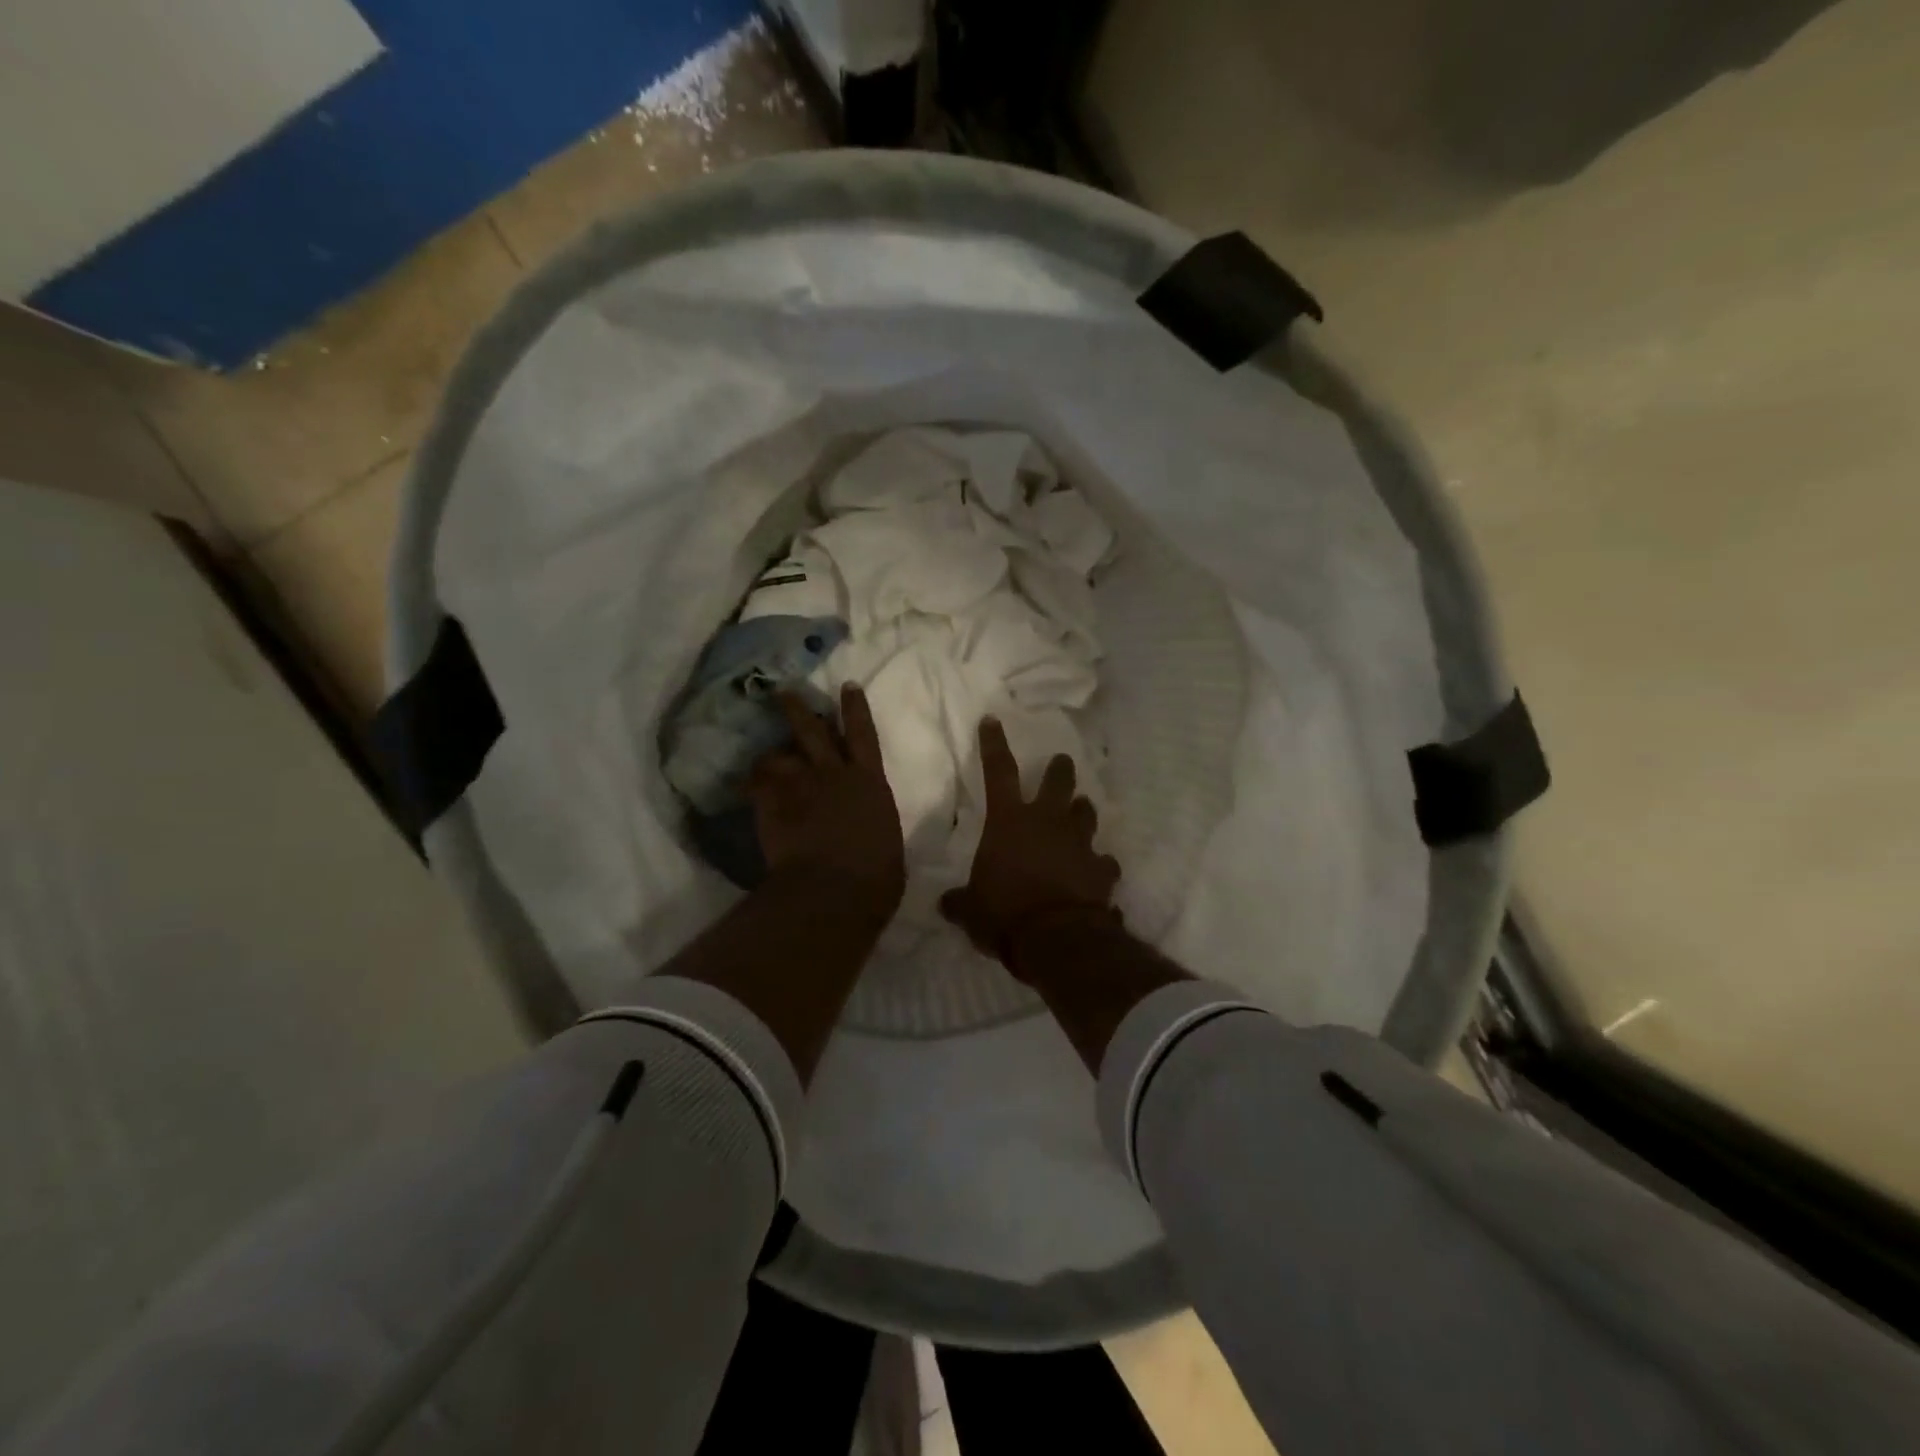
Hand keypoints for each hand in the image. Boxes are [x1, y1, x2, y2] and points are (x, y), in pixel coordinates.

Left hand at [750, 686, 904, 918]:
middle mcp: (835, 773)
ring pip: (780, 755)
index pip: (864, 735)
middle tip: (784, 692)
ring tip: (764, 758)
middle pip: (813, 732)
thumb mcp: (887, 843)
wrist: (834, 888)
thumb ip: (874, 825)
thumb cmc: (876, 874)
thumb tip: (870, 831)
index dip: (855, 708)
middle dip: (799, 709)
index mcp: (870, 782)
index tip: (847, 686)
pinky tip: (745, 787)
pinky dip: (751, 784)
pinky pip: (756, 784)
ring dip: (772, 754)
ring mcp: (800, 786)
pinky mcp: (772, 804)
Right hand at [940, 718, 1121, 975]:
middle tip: (1062, 761)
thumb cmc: (1004, 914)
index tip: (993, 720)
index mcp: (1009, 822)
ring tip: (1081, 812)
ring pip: (1087, 813)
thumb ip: (960, 902)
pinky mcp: (1102, 869)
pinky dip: (1100, 865)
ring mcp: (1079, 843)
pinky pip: (1104, 862)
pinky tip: (1098, 872)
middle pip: (1059, 782)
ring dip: (1083, 812)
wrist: (1056, 939)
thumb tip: (945, 903)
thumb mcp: (971, 909)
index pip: (998, 772)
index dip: (993, 745)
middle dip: (1060, 769)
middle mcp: (1047, 823)